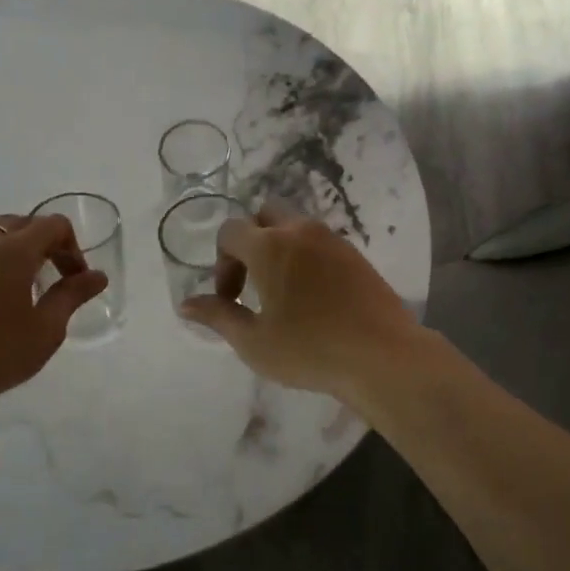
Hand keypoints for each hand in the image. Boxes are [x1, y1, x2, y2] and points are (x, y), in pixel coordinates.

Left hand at [0, 214, 108, 412]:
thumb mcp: (46, 328)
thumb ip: (72, 295)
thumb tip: (97, 276)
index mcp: (14, 250)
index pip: (53, 225)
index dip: (73, 247)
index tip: (76, 280)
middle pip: (23, 223)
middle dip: (46, 243)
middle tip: (56, 277)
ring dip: (18, 250)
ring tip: (26, 287)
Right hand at [179, 205, 421, 398]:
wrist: (383, 356)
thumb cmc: (310, 350)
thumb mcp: (254, 342)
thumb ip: (218, 316)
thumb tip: (186, 303)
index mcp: (269, 247)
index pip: (230, 231)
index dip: (221, 263)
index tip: (231, 299)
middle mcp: (300, 231)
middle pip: (265, 214)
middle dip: (250, 241)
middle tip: (253, 283)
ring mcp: (333, 240)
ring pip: (295, 226)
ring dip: (280, 248)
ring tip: (283, 292)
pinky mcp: (356, 255)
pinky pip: (320, 242)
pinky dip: (307, 257)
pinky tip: (314, 297)